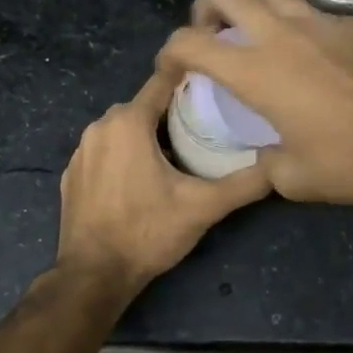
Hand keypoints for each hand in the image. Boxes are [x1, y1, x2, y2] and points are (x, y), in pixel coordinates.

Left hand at [55, 66, 271, 295]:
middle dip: (172, 112)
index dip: (190, 76)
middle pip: (144, 106)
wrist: (94, 275)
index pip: (163, 81)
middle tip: (206, 126)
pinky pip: (105, 151)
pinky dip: (124, 155)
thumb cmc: (148, 232)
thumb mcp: (203, 207)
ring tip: (179, 155)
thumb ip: (244, 183)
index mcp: (128, 122)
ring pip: (123, 128)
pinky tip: (142, 180)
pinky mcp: (72, 174)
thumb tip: (280, 166)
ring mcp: (81, 151)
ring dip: (147, 135)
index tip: (215, 78)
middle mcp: (99, 126)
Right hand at [156, 0, 352, 202]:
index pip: (190, 42)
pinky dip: (298, 22)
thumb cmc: (351, 161)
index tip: (172, 68)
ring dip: (254, 6)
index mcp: (256, 71)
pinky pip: (313, 9)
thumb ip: (265, 162)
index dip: (169, 51)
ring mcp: (320, 22)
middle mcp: (281, 34)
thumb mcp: (294, 178)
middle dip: (207, 5)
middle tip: (214, 34)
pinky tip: (313, 54)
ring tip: (261, 36)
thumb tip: (264, 155)